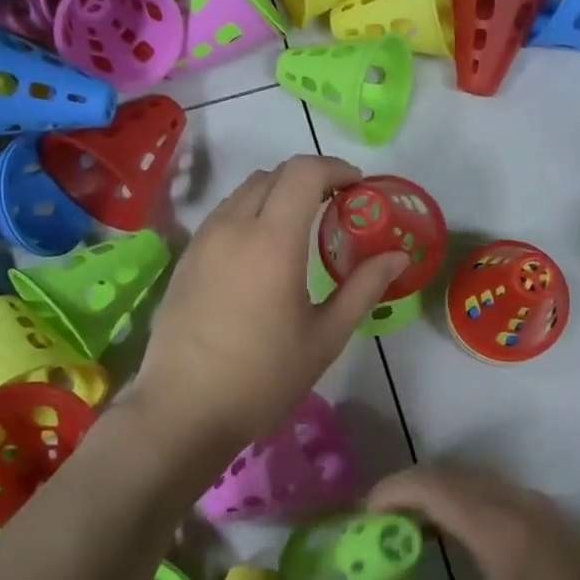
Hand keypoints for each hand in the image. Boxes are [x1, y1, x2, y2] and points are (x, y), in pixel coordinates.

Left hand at [129, 155, 408, 464]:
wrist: (182, 411)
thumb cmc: (263, 377)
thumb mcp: (325, 336)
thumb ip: (364, 287)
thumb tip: (397, 256)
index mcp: (272, 240)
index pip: (303, 172)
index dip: (336, 168)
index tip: (358, 188)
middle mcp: (233, 227)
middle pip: (273, 175)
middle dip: (310, 179)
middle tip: (336, 208)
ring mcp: (202, 241)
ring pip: (244, 192)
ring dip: (278, 194)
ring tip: (301, 228)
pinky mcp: (185, 259)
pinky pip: (224, 215)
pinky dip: (251, 213)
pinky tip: (263, 253)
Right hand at [364, 468, 579, 579]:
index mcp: (500, 530)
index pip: (432, 486)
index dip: (390, 492)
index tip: (361, 519)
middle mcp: (519, 504)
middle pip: (450, 474)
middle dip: (406, 491)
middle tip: (375, 528)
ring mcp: (541, 507)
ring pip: (474, 479)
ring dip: (435, 494)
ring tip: (405, 533)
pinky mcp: (554, 518)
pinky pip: (495, 491)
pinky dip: (462, 501)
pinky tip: (454, 538)